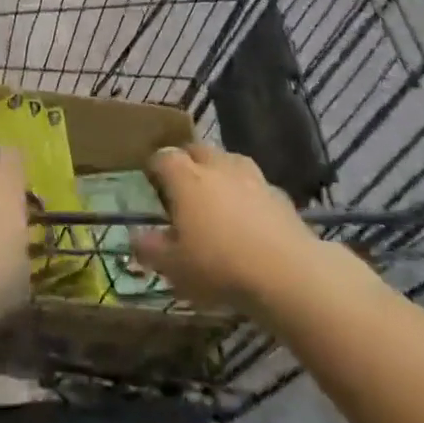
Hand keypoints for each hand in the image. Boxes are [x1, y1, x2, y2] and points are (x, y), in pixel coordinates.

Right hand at [134, 143, 341, 311]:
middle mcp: (217, 167)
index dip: (155, 166)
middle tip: (182, 185)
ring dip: (219, 171)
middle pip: (198, 150)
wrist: (286, 272)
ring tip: (216, 194)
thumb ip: (151, 248)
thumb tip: (136, 236)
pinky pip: (255, 184)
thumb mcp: (173, 266)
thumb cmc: (218, 265)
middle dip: (187, 161)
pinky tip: (248, 214)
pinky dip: (247, 192)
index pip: (164, 157)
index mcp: (186, 178)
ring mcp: (252, 177)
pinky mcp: (279, 194)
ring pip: (230, 160)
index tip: (151, 180)